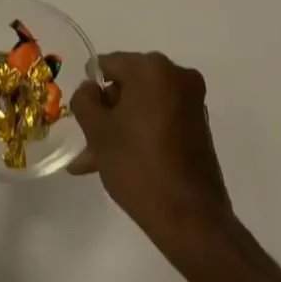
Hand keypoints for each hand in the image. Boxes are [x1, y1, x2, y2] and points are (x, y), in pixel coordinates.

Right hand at [69, 51, 232, 252]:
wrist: (190, 217)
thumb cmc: (137, 166)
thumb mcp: (97, 131)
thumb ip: (84, 100)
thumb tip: (90, 89)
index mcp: (152, 68)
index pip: (107, 64)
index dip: (90, 87)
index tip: (81, 115)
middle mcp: (176, 76)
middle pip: (127, 84)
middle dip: (106, 111)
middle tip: (87, 141)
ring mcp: (192, 101)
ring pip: (142, 106)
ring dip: (120, 126)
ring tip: (95, 161)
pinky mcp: (199, 125)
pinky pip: (160, 119)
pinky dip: (141, 133)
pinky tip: (121, 162)